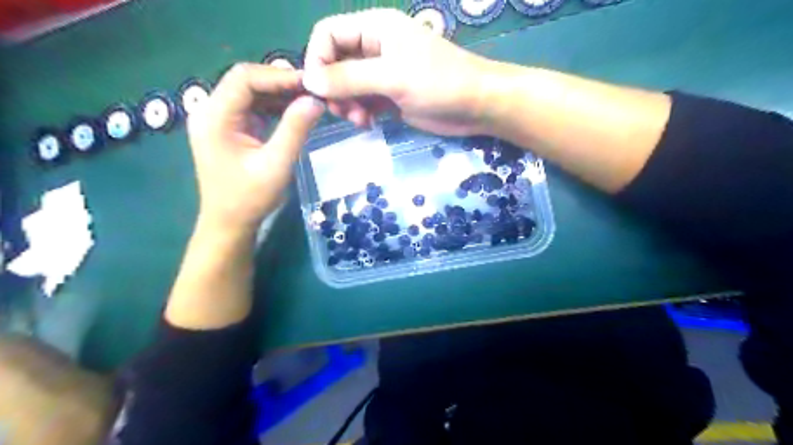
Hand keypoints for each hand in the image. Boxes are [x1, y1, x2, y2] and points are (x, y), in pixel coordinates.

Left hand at [188, 65, 322, 236]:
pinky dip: (274, 106)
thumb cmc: (250, 198)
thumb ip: (295, 130)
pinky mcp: (229, 128)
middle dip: (280, 82)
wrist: (230, 223)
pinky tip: (294, 110)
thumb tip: (315, 100)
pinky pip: (252, 107)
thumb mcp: (276, 164)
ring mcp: (219, 119)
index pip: (244, 77)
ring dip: (279, 93)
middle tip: (313, 89)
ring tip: (309, 98)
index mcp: (214, 117)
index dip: (279, 75)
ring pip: (251, 92)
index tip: (310, 83)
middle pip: (246, 80)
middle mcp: (211, 110)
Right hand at [303, 6, 494, 134]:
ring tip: (361, 120)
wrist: (477, 106)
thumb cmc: (440, 83)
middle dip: (334, 88)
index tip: (319, 90)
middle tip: (344, 111)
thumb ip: (350, 78)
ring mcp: (383, 73)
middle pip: (335, 62)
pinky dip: (360, 113)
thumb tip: (309, 81)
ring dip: (347, 104)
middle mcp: (375, 47)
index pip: (328, 34)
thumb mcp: (392, 77)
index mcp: (375, 28)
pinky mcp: (390, 96)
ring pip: (347, 85)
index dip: (317, 60)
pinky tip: (369, 124)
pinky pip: (363, 101)